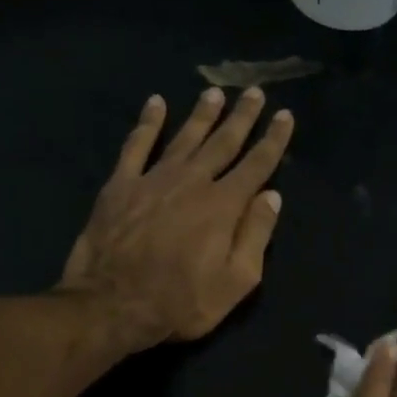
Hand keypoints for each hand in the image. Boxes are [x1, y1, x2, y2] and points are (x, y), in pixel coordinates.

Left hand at [59, 88, 293, 345]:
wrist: (111, 305)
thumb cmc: (182, 302)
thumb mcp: (236, 281)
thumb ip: (256, 235)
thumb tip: (272, 196)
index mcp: (224, 206)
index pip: (256, 164)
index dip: (274, 139)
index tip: (285, 115)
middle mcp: (192, 182)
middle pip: (223, 142)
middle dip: (242, 117)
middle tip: (254, 91)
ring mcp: (153, 180)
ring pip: (184, 137)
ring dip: (202, 114)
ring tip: (215, 93)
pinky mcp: (120, 185)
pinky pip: (136, 146)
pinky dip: (147, 123)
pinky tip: (155, 104)